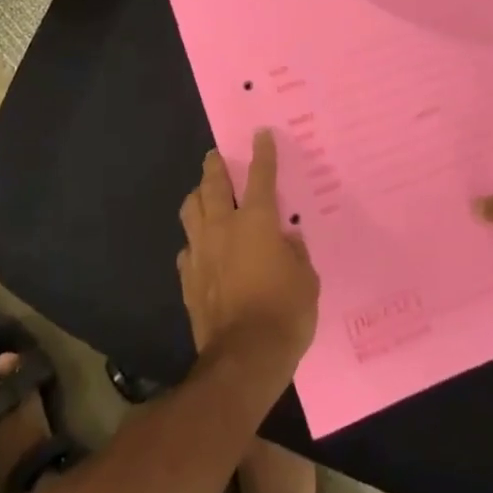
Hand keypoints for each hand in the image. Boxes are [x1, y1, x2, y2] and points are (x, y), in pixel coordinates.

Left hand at [177, 131, 320, 378]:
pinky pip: (186, 249)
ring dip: (197, 197)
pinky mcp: (188, 278)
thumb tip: (286, 239)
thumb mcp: (306, 280)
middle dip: (214, 166)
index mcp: (256, 222)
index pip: (260, 177)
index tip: (260, 134)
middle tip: (214, 156)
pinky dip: (193, 241)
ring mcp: (200, 252)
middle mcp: (223, 228)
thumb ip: (295, 253)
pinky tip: (199, 248)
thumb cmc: (285, 313)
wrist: (244, 358)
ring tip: (202, 193)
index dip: (262, 153)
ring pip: (191, 211)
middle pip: (213, 186)